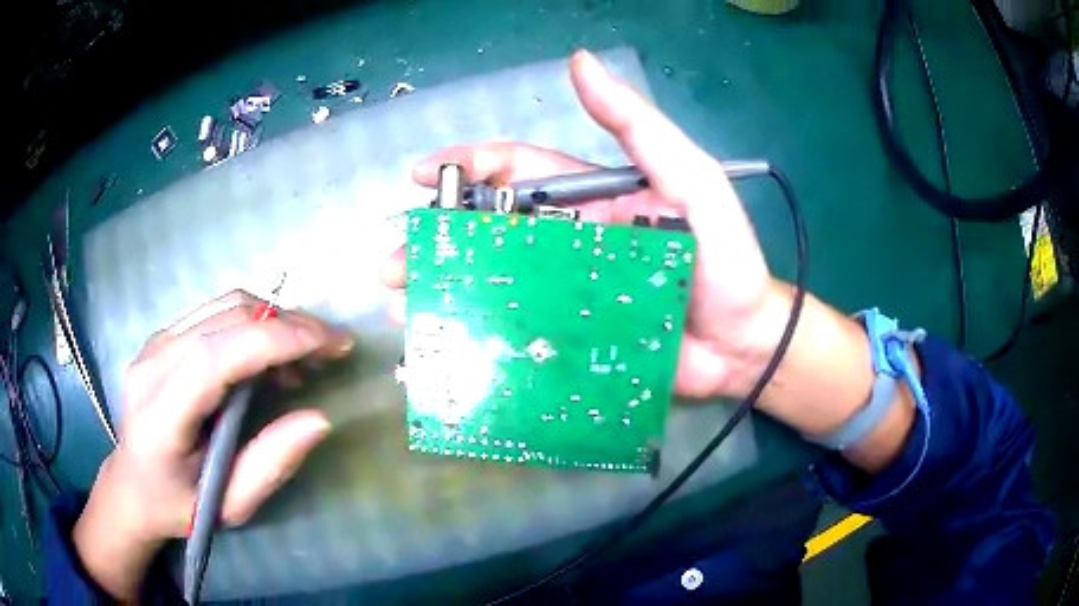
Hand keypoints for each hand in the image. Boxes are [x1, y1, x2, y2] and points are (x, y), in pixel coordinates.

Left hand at [74, 290, 352, 599]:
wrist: (132, 484)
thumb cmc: (179, 505)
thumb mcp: (229, 505)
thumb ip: (270, 465)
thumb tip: (320, 420)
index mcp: (161, 415)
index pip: (217, 356)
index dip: (275, 341)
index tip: (330, 345)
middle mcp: (153, 364)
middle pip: (226, 319)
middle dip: (288, 324)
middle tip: (333, 348)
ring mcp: (155, 343)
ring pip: (224, 305)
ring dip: (275, 319)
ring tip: (307, 355)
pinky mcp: (163, 337)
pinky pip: (216, 313)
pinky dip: (255, 324)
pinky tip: (271, 356)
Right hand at [381, 50, 783, 400]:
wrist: (744, 344)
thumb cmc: (724, 259)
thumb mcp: (691, 180)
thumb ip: (638, 127)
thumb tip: (580, 64)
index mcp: (590, 199)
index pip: (518, 169)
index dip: (469, 165)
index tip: (422, 176)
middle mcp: (569, 242)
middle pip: (491, 231)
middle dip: (438, 239)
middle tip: (393, 262)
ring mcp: (567, 294)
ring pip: (493, 283)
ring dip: (445, 289)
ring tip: (402, 307)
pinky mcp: (574, 340)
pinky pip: (518, 334)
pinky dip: (479, 338)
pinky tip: (445, 348)